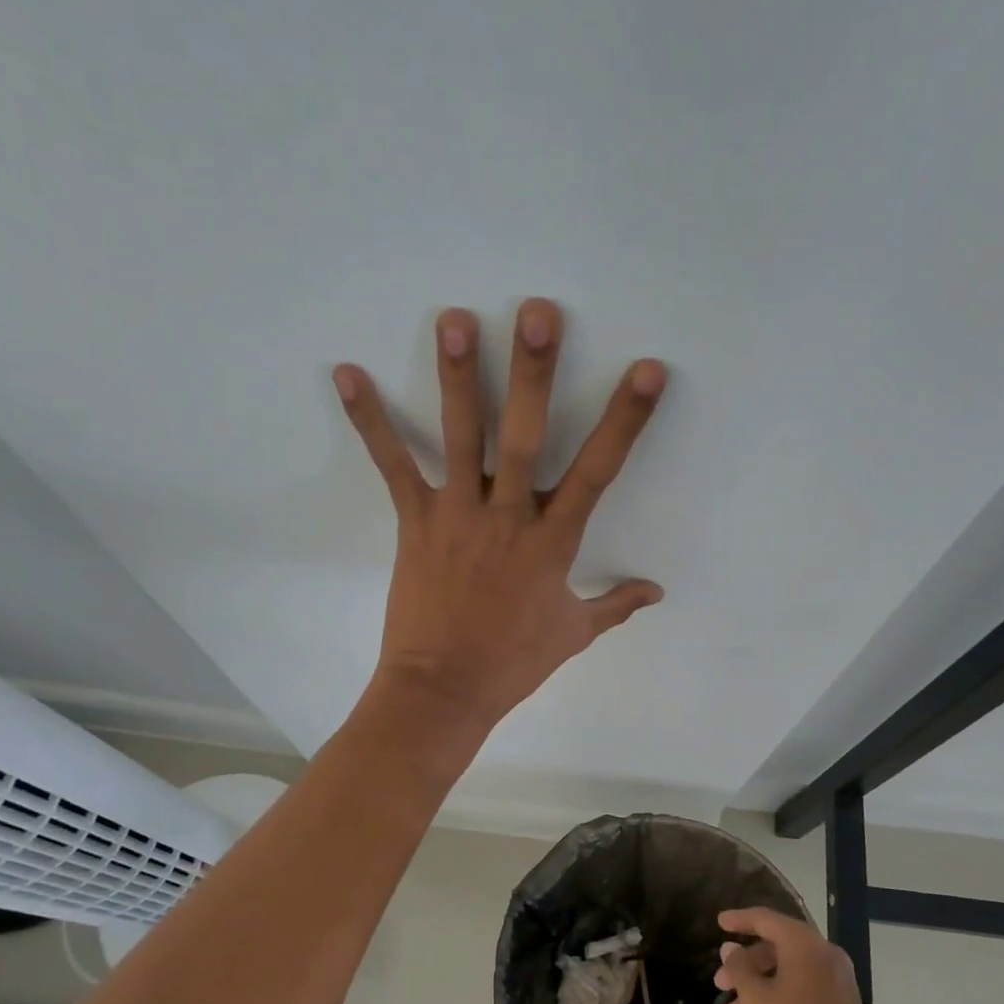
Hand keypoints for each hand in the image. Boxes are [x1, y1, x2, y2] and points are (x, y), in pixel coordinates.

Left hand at [334, 298, 665, 733]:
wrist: (444, 690)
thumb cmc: (512, 663)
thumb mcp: (573, 634)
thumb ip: (614, 604)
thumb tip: (655, 591)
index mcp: (553, 543)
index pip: (599, 472)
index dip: (625, 421)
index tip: (646, 371)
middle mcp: (508, 518)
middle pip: (525, 438)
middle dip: (534, 374)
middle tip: (537, 314)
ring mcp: (458, 516)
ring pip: (462, 437)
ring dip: (458, 377)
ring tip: (455, 318)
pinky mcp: (415, 523)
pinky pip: (393, 466)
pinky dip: (372, 421)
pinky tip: (348, 373)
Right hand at [714, 907, 905, 1003]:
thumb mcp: (757, 999)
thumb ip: (739, 968)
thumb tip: (731, 949)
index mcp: (804, 944)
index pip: (765, 919)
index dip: (739, 919)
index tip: (719, 923)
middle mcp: (823, 956)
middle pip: (775, 951)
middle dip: (744, 969)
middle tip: (720, 984)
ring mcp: (835, 984)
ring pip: (786, 979)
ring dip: (756, 995)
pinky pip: (802, 999)